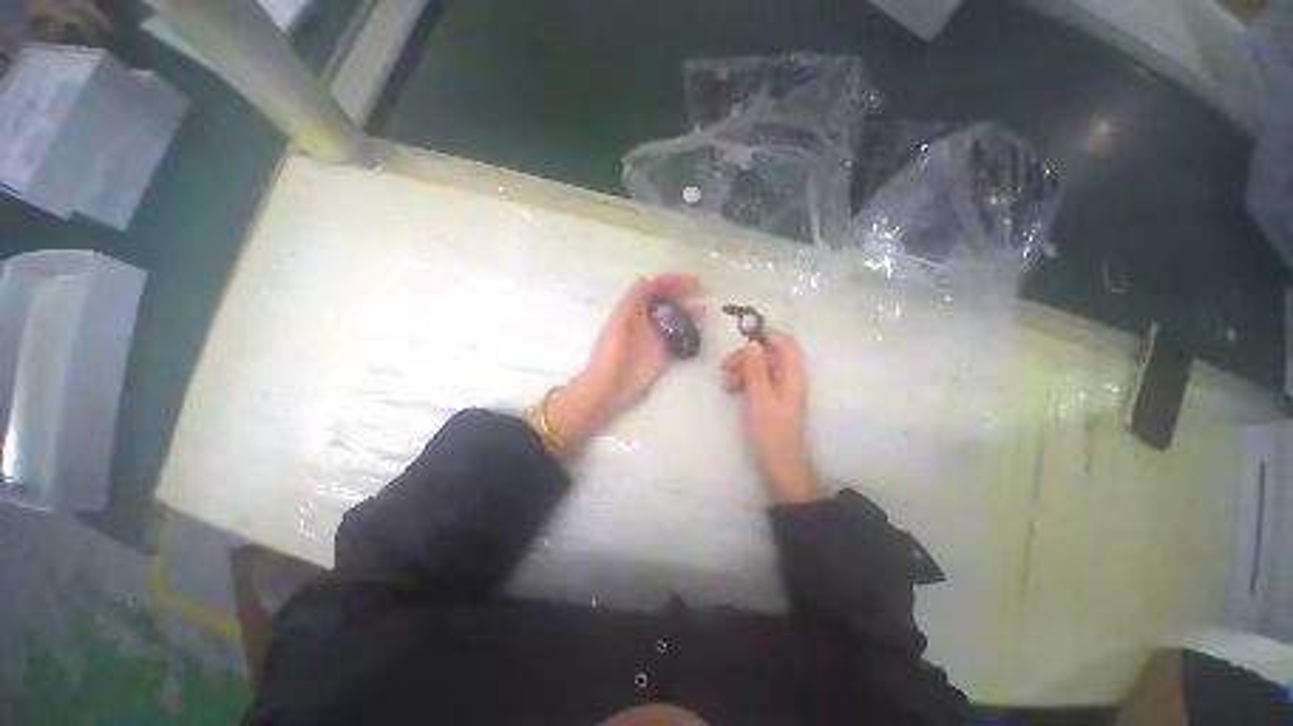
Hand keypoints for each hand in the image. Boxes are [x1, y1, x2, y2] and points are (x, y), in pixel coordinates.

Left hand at [530, 273, 701, 451]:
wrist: (607, 389)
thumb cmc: (610, 356)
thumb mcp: (618, 324)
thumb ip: (631, 302)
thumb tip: (646, 278)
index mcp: (632, 310)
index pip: (653, 288)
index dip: (671, 281)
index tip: (692, 282)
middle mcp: (644, 320)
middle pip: (665, 300)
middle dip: (682, 293)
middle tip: (700, 291)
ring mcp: (653, 337)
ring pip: (673, 319)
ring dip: (687, 313)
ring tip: (703, 312)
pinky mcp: (661, 354)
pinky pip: (677, 339)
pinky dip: (688, 334)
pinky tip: (699, 333)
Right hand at [722, 331, 820, 503]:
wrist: (781, 463)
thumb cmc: (772, 431)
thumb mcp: (760, 397)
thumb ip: (756, 369)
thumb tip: (752, 343)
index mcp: (792, 375)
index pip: (785, 343)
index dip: (766, 335)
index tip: (741, 338)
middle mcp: (788, 378)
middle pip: (768, 354)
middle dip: (746, 357)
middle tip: (726, 369)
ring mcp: (780, 388)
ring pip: (760, 367)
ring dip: (741, 369)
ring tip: (727, 383)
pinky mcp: (771, 398)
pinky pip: (757, 380)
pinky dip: (744, 380)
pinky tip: (732, 389)